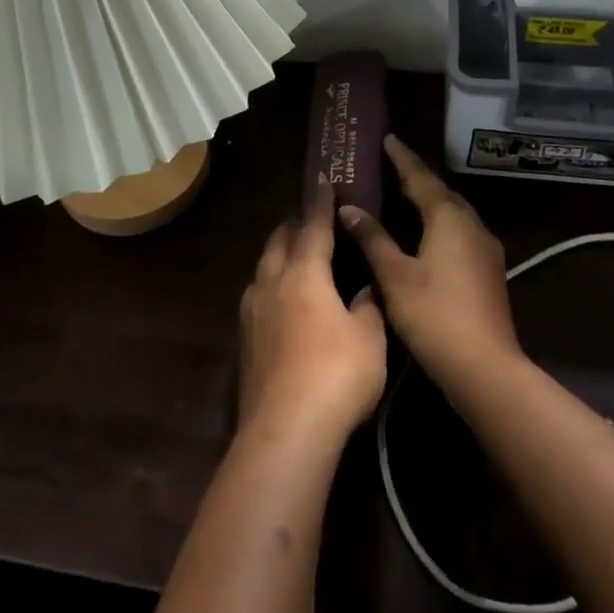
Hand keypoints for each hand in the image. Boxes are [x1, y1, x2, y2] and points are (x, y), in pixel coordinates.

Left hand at [238, 197, 386, 445]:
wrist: (285, 430)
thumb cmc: (337, 375)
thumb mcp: (369, 338)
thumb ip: (367, 306)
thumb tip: (364, 288)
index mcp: (304, 273)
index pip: (313, 227)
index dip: (320, 204)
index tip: (323, 182)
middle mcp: (271, 283)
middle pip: (279, 241)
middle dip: (294, 225)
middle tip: (311, 220)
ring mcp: (252, 311)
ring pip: (263, 267)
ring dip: (279, 254)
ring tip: (295, 255)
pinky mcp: (244, 340)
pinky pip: (257, 294)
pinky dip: (271, 283)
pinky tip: (282, 299)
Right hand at [338, 135, 522, 390]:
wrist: (486, 368)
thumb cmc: (434, 316)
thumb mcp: (394, 276)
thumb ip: (372, 238)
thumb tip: (348, 208)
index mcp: (449, 218)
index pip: (421, 177)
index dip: (402, 158)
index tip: (387, 139)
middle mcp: (472, 225)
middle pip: (441, 192)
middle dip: (417, 177)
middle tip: (391, 165)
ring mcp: (485, 248)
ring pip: (454, 212)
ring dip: (430, 200)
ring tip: (404, 194)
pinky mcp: (489, 270)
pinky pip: (460, 231)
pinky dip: (439, 222)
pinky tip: (425, 233)